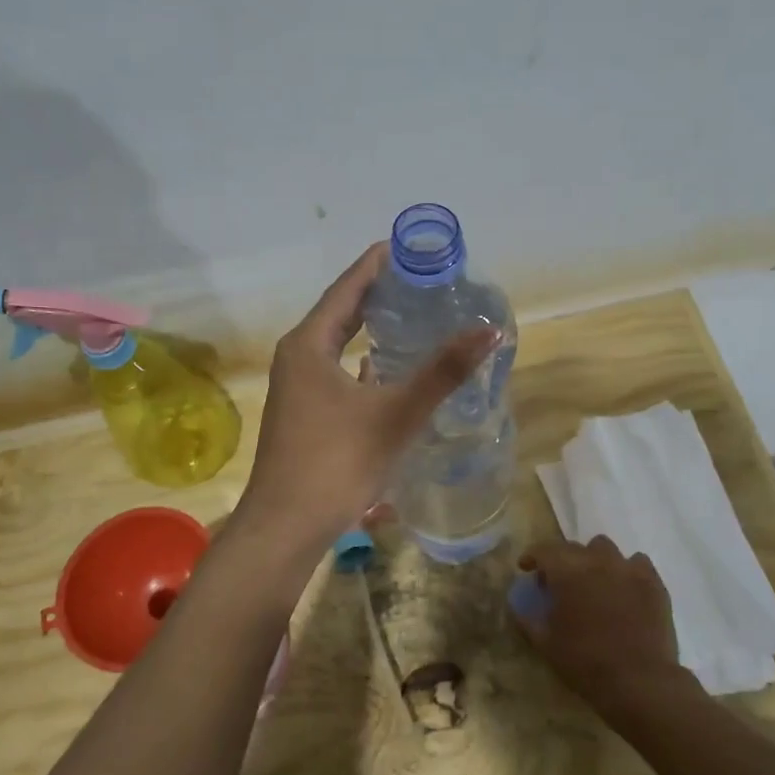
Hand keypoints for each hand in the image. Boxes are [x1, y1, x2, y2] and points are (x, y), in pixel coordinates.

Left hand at [235, 243, 496, 551]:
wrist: (286, 527)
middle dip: (380, 295)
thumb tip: (489, 331)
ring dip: (372, 329)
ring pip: (339, 345)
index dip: (379, 264)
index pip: (348, 287)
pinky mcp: (304, 414)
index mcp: (309, 344)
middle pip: (342, 312)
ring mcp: (297, 388)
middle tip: (423, 281)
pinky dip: (365, 363)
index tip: (410, 247)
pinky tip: (392, 372)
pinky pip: (338, 372)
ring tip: (414, 318)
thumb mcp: (395, 414)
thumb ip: (442, 372)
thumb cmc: (336, 462)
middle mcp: (297, 357)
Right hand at [517, 537, 693, 716]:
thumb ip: (528, 620)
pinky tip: (624, 588)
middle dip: (561, 560)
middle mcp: (596, 560)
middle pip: (573, 547)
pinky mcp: (653, 582)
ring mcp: (628, 568)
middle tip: (559, 583)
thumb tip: (517, 606)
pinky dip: (626, 570)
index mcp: (567, 571)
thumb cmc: (586, 662)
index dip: (532, 557)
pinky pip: (637, 563)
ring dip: (594, 560)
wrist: (640, 681)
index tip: (526, 569)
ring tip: (594, 582)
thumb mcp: (546, 644)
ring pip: (605, 549)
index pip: (543, 550)